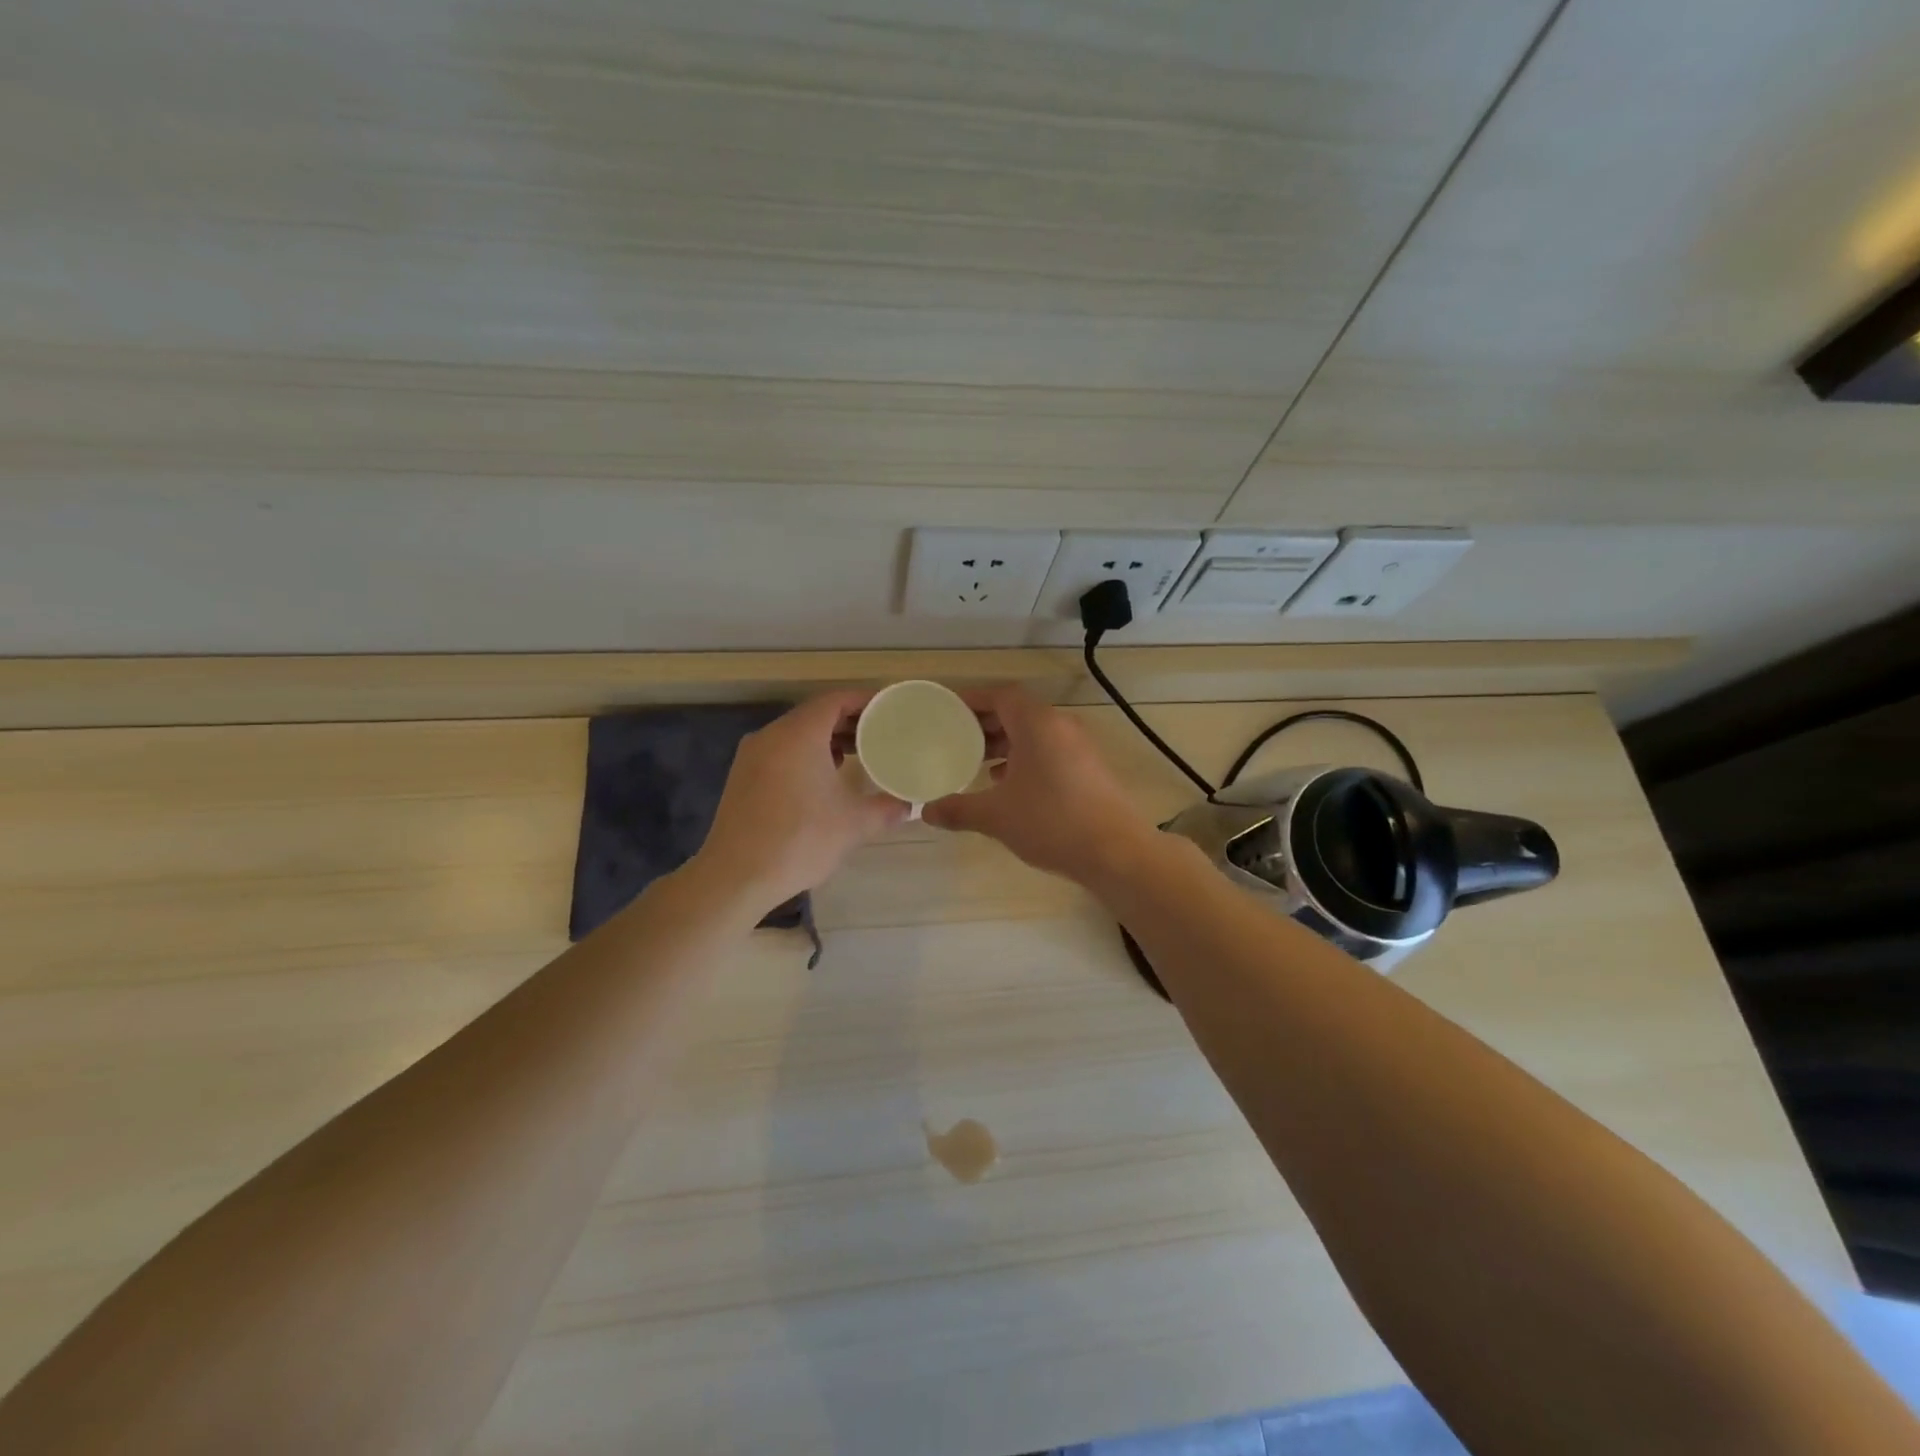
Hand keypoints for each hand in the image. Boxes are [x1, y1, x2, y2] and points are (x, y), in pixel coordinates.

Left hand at [696, 691, 910, 913]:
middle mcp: (772, 735)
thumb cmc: (800, 840)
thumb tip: (909, 806)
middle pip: (815, 713)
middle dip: (848, 720)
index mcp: (799, 735)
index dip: (864, 700)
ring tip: (856, 754)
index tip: (888, 710)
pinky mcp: (742, 776)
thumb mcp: (854, 824)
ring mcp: (752, 755)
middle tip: (879, 733)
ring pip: (795, 733)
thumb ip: (886, 809)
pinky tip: (822, 778)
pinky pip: (780, 751)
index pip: (836, 700)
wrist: (736, 876)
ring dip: (826, 738)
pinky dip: (805, 753)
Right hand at [922, 685, 1152, 884]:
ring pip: (1035, 733)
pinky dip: (1026, 758)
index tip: (949, 712)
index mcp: (1037, 724)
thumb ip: (959, 810)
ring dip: (1006, 743)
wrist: (1116, 852)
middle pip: (1018, 712)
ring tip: (978, 764)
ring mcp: (1080, 747)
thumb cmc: (1051, 822)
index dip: (973, 700)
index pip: (1001, 695)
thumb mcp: (997, 816)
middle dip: (987, 724)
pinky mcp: (1090, 769)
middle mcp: (1061, 726)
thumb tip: (927, 811)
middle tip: (957, 739)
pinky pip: (1050, 751)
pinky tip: (1008, 785)